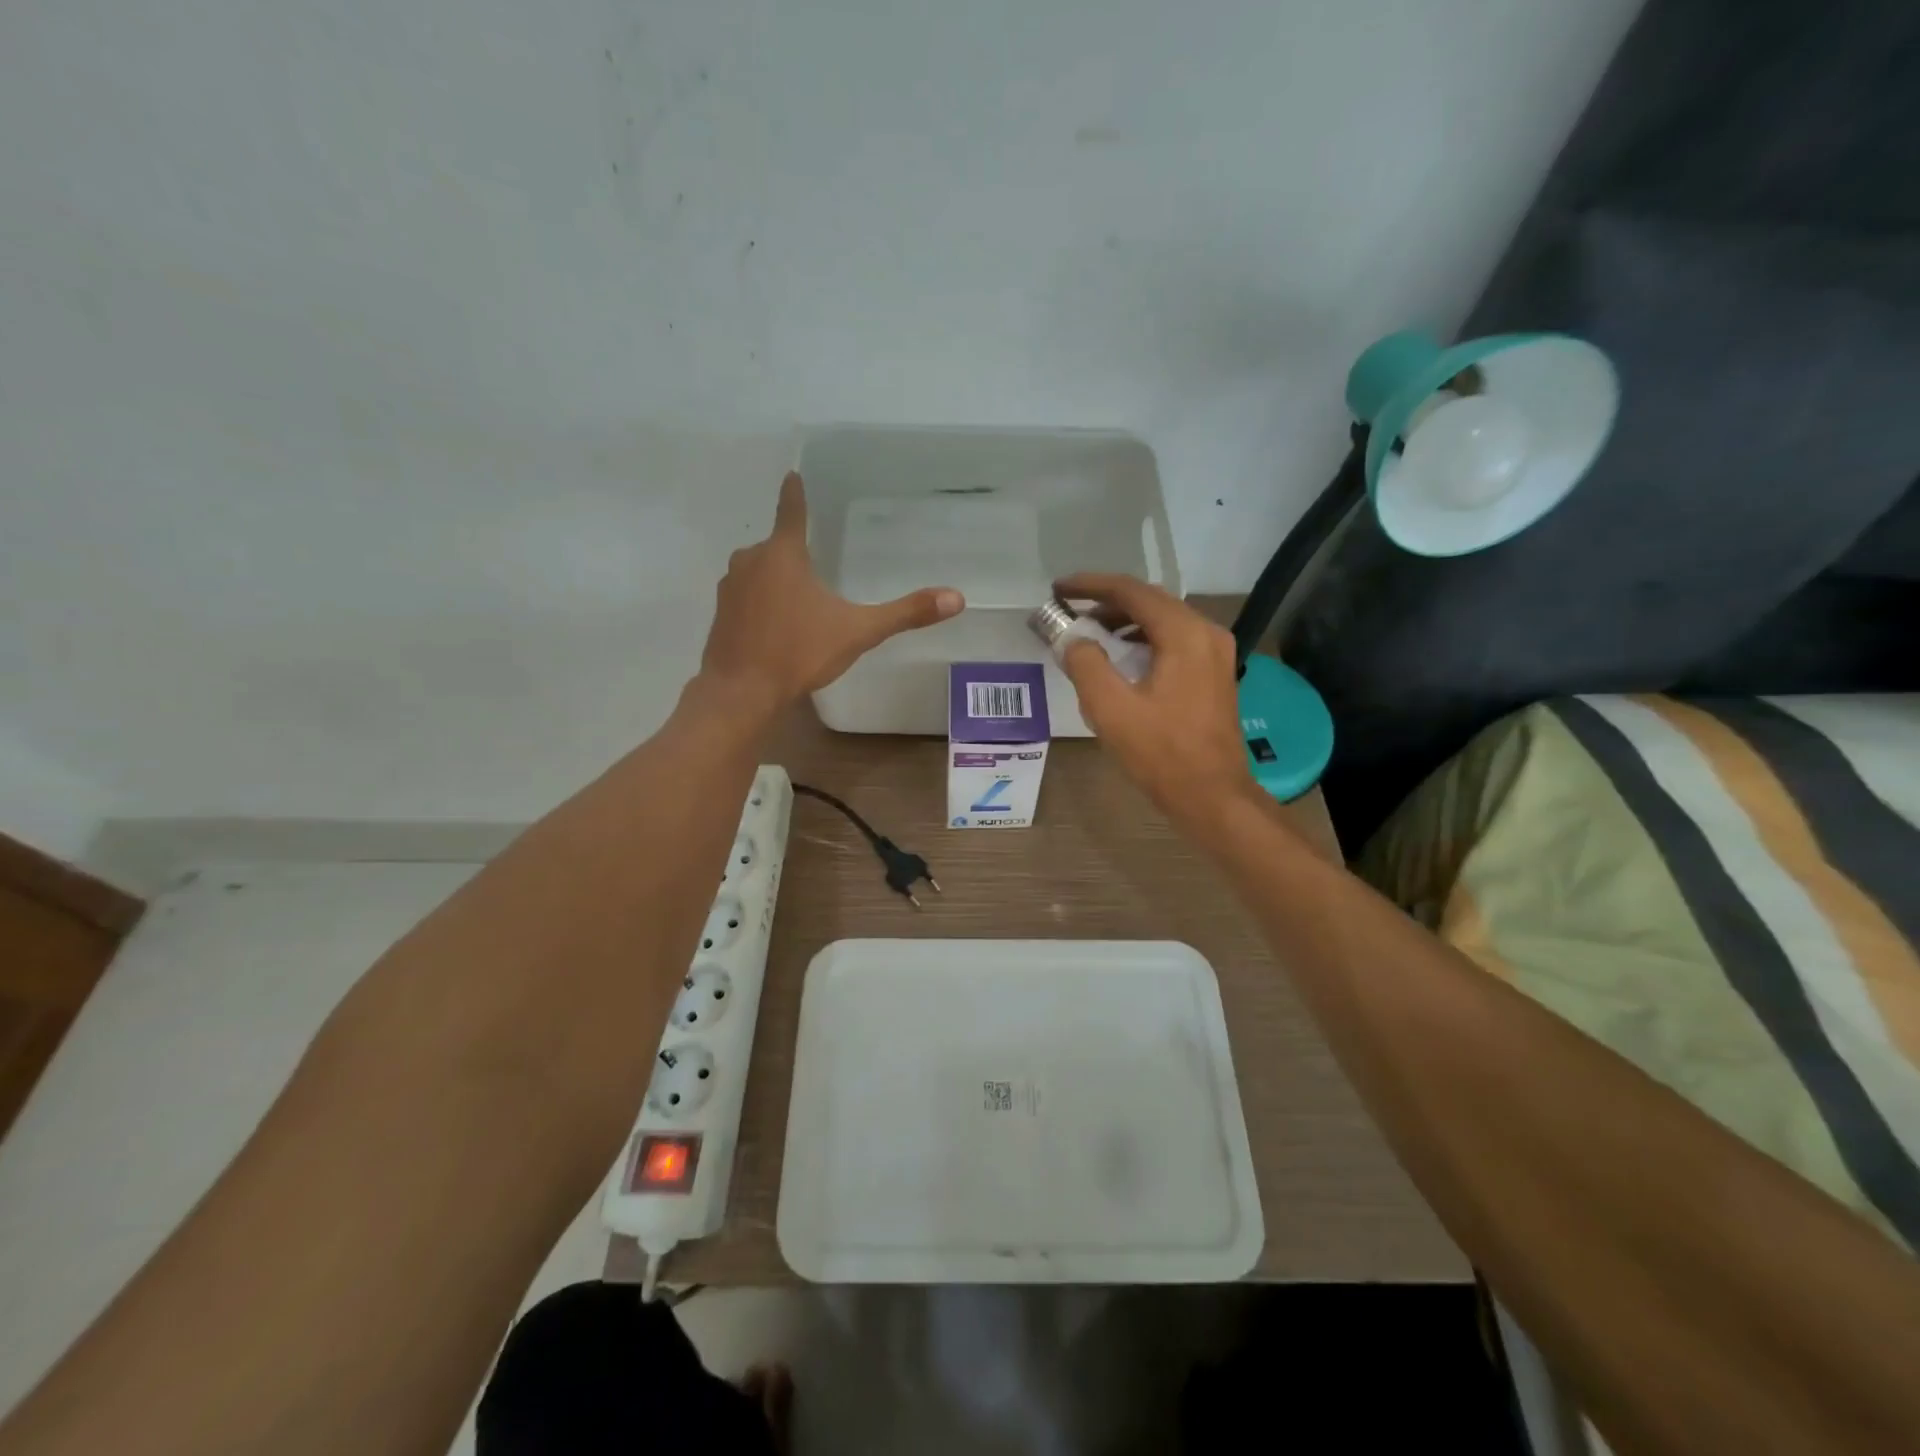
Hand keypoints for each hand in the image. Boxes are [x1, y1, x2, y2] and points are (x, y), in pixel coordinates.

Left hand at [700, 473, 963, 705]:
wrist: (741, 692)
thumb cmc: (799, 652)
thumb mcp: (858, 631)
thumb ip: (905, 613)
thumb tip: (956, 598)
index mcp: (783, 555)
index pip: (792, 511)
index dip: (795, 493)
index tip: (792, 474)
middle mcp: (751, 561)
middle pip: (776, 546)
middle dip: (793, 551)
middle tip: (815, 563)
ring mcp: (730, 588)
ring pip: (757, 571)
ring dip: (774, 578)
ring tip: (798, 600)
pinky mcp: (720, 614)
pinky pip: (745, 596)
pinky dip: (759, 601)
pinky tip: (774, 625)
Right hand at [1054, 573, 1256, 824]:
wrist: (1212, 795)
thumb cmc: (1161, 753)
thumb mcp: (1110, 709)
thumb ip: (1085, 664)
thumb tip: (1072, 639)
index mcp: (1183, 634)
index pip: (1131, 592)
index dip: (1091, 586)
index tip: (1058, 589)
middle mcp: (1206, 633)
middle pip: (1150, 600)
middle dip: (1107, 601)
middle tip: (1070, 608)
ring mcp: (1215, 653)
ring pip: (1163, 620)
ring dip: (1125, 620)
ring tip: (1089, 631)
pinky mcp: (1214, 673)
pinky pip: (1174, 640)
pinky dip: (1143, 639)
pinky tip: (1121, 655)